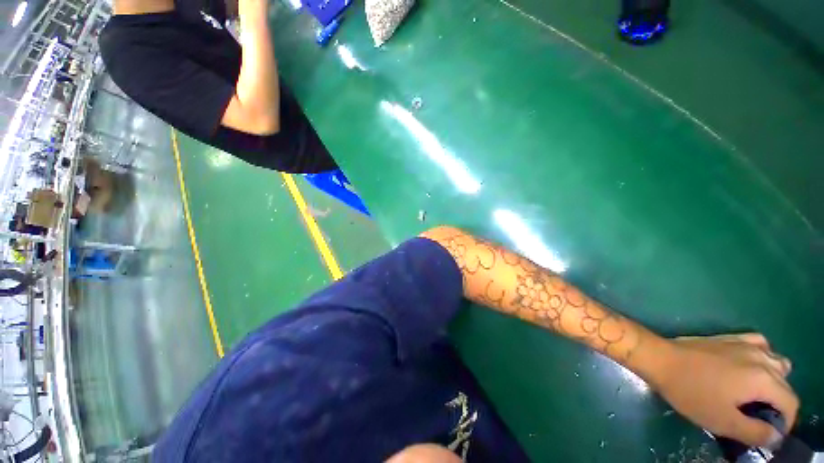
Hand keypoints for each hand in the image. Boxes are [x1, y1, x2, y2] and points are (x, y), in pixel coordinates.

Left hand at [653, 333, 797, 447]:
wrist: (660, 359)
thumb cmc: (691, 392)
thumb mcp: (724, 422)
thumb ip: (755, 432)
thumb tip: (776, 436)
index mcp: (765, 379)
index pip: (791, 403)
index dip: (785, 422)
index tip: (769, 433)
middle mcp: (762, 357)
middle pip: (786, 383)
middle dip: (778, 403)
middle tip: (758, 416)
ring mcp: (746, 343)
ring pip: (776, 362)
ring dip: (773, 380)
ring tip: (753, 395)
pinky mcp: (730, 337)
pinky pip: (759, 345)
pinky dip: (762, 358)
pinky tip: (747, 369)